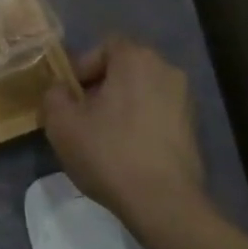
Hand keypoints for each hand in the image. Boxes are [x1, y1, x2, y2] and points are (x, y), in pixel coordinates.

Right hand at [42, 37, 208, 226]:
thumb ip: (53, 95)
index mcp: (136, 59)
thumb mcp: (61, 123)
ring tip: (102, 136)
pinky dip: (139, 124)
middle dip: (100, 87)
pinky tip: (125, 152)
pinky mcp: (194, 129)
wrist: (164, 203)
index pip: (105, 45)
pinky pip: (157, 113)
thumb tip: (61, 91)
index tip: (71, 95)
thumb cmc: (108, 152)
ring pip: (141, 92)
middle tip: (81, 115)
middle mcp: (167, 70)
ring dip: (120, 106)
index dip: (82, 66)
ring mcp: (185, 100)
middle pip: (124, 68)